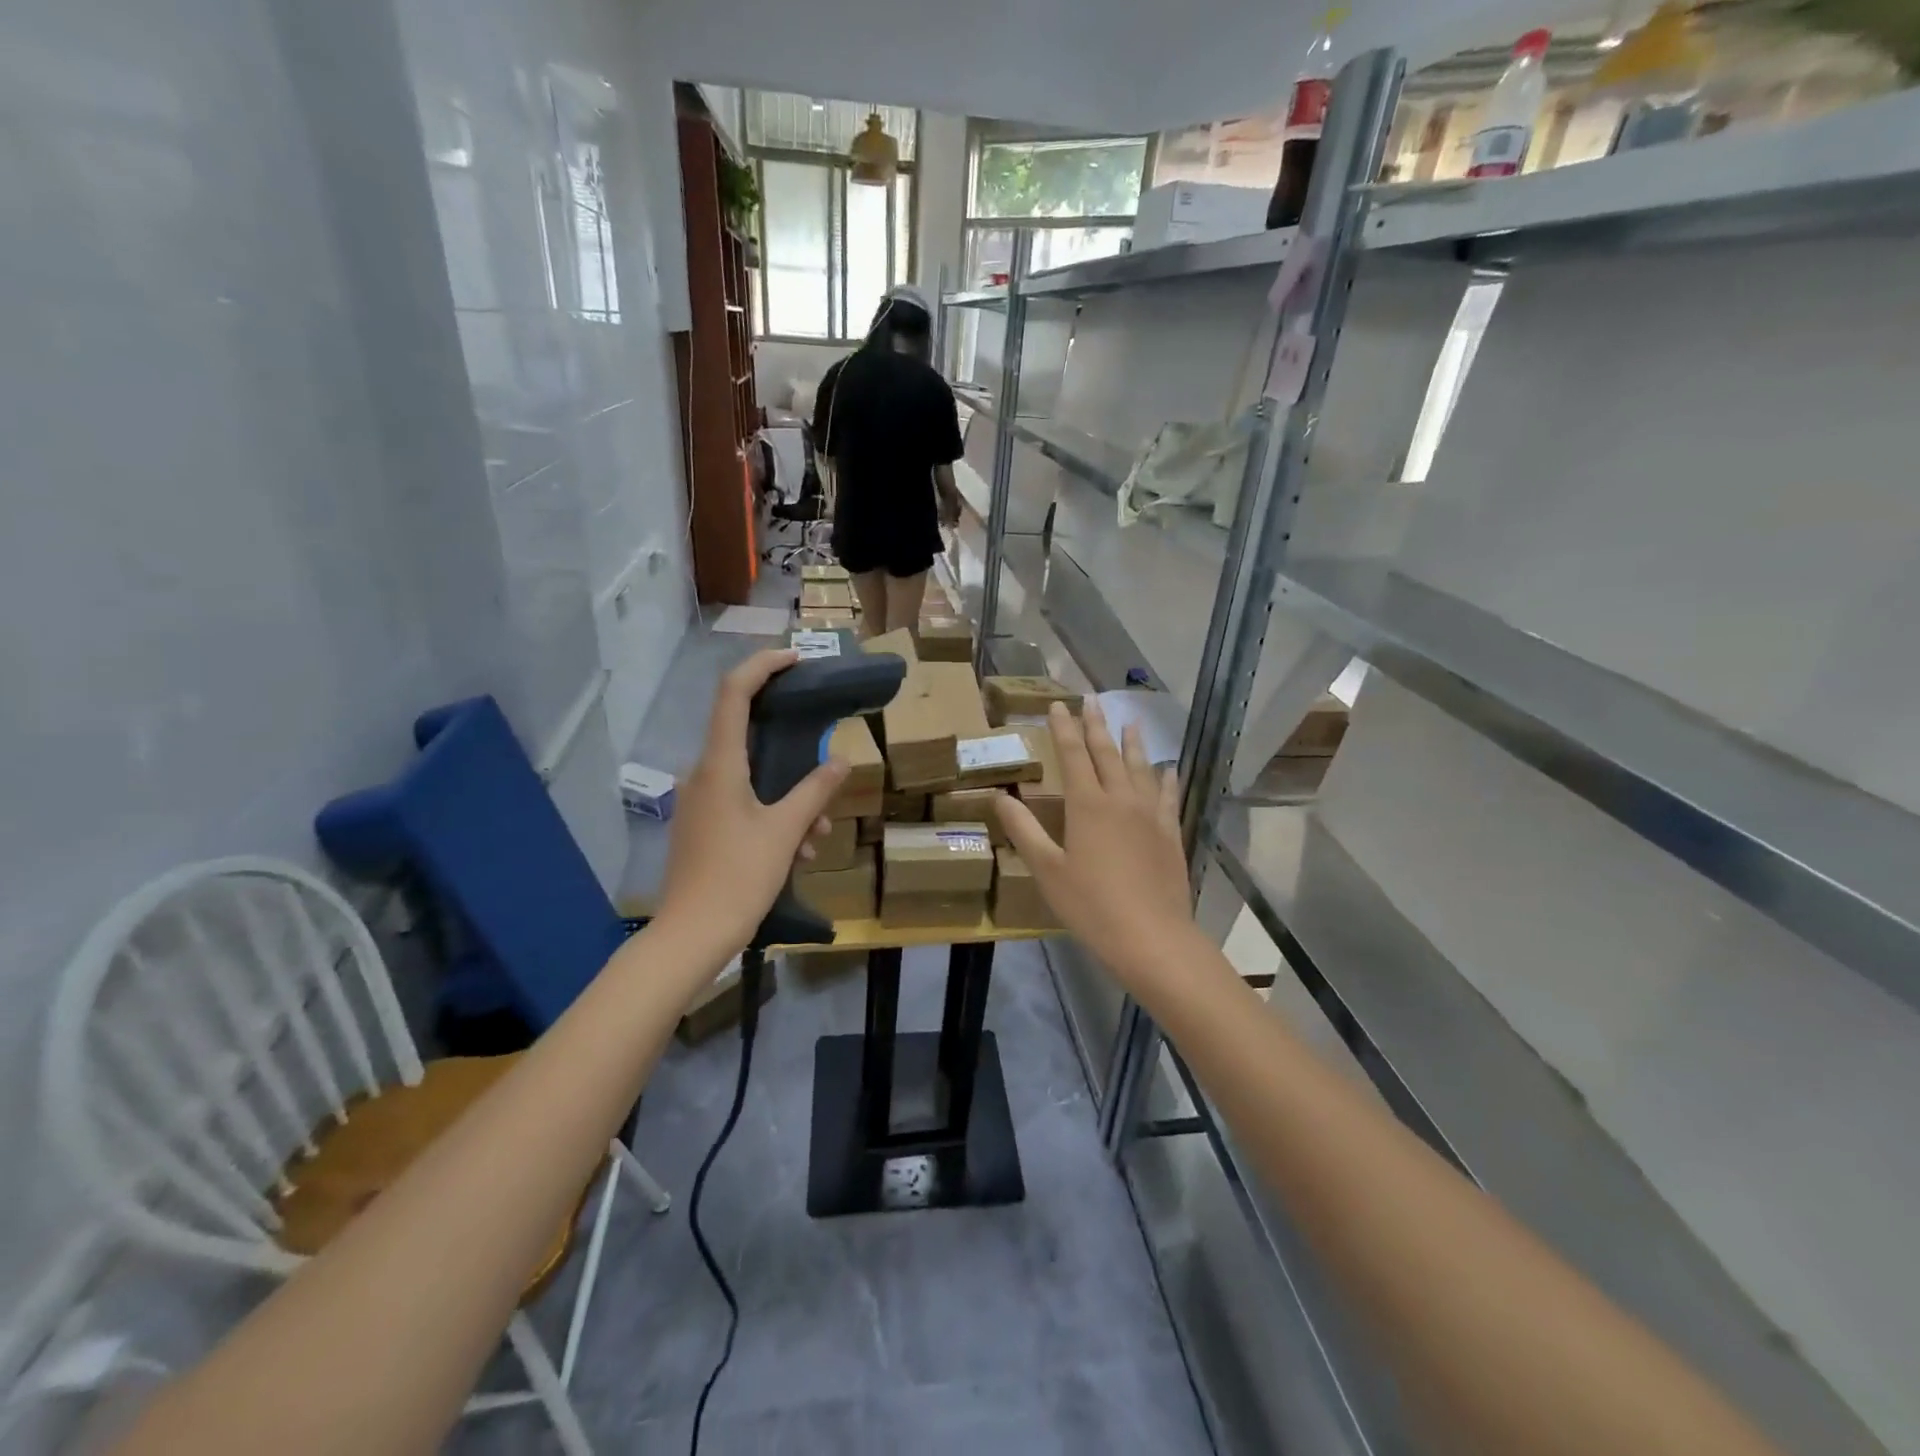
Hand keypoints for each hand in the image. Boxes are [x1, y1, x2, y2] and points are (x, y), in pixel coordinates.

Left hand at [656, 650, 847, 960]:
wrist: (689, 937)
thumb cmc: (738, 878)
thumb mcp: (785, 832)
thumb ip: (814, 792)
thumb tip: (840, 760)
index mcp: (719, 766)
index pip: (734, 693)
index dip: (763, 666)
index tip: (797, 659)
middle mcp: (703, 775)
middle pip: (749, 738)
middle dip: (794, 752)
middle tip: (826, 765)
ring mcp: (700, 802)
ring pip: (752, 779)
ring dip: (790, 799)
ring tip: (817, 838)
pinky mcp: (702, 826)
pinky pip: (743, 804)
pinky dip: (773, 816)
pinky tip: (797, 852)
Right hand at [994, 702, 1195, 987]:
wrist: (1151, 936)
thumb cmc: (1090, 905)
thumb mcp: (1047, 870)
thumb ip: (1023, 830)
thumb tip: (999, 797)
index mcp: (1087, 805)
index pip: (1072, 755)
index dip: (1064, 728)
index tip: (1058, 704)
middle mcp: (1120, 799)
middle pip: (1107, 753)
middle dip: (1096, 725)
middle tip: (1092, 700)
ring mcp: (1150, 815)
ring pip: (1140, 768)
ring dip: (1133, 743)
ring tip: (1131, 721)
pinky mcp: (1170, 833)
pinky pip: (1168, 796)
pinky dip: (1165, 778)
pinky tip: (1166, 769)